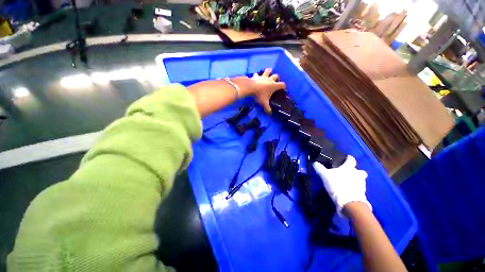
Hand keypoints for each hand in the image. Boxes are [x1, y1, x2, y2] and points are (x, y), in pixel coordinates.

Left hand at [250, 68, 285, 112]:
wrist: (251, 88)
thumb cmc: (259, 95)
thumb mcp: (264, 103)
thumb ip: (268, 108)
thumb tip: (270, 113)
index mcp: (274, 86)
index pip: (282, 84)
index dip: (283, 86)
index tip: (282, 89)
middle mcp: (270, 79)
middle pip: (276, 76)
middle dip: (276, 78)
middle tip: (274, 82)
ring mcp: (263, 77)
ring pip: (268, 70)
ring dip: (269, 72)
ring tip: (268, 74)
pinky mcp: (256, 76)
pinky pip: (257, 74)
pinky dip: (257, 75)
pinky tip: (256, 77)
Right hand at [313, 155, 371, 216]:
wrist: (349, 202)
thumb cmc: (337, 184)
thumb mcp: (325, 175)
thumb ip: (320, 168)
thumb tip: (315, 162)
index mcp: (349, 168)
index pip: (351, 160)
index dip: (349, 158)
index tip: (346, 158)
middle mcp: (357, 174)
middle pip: (359, 170)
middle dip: (355, 171)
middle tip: (347, 173)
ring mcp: (362, 183)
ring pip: (360, 179)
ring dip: (356, 179)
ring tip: (348, 183)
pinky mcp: (363, 193)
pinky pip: (360, 188)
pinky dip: (356, 188)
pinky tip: (349, 190)